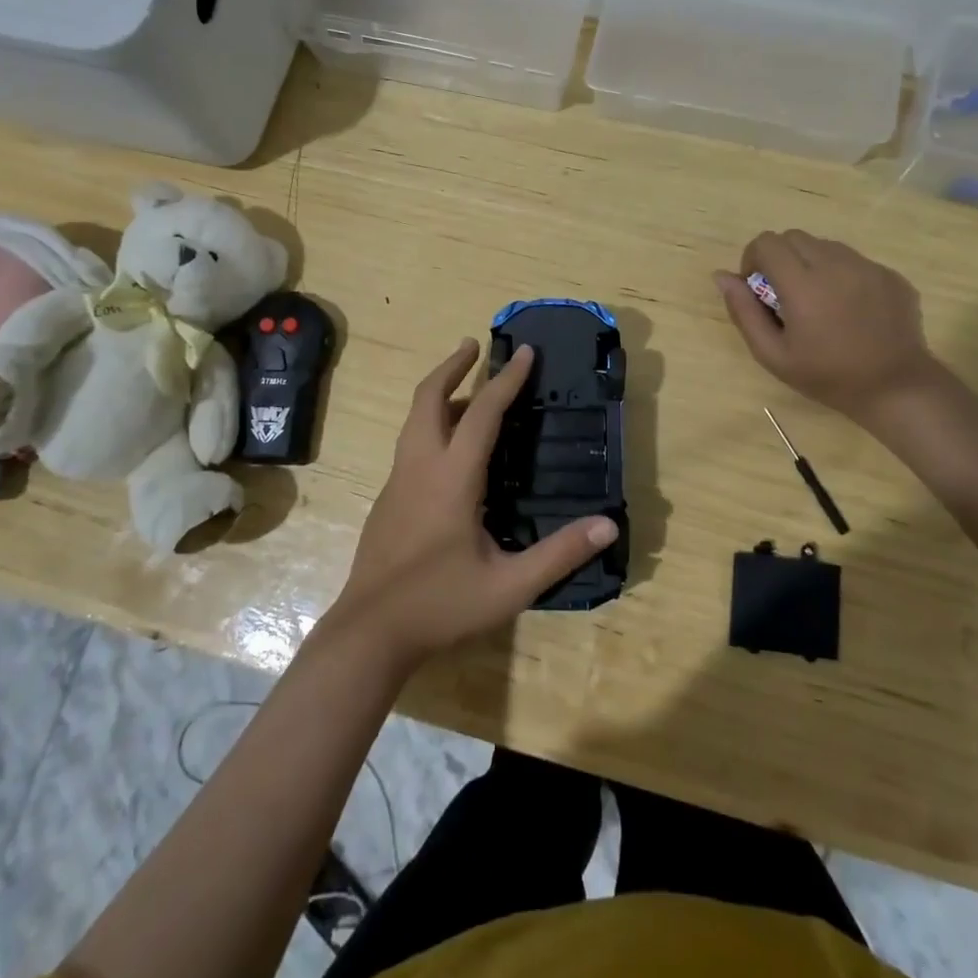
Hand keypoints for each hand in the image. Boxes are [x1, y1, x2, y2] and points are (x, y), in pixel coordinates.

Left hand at [327, 339, 618, 669]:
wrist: (370, 632)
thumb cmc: (441, 605)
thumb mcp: (509, 585)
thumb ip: (560, 554)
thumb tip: (608, 524)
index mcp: (452, 477)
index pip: (482, 413)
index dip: (506, 380)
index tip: (524, 352)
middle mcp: (420, 467)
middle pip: (429, 398)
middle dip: (452, 366)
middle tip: (474, 345)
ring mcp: (397, 481)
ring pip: (414, 419)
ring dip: (439, 392)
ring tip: (465, 386)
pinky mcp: (388, 499)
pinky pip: (411, 443)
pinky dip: (430, 423)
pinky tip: (448, 446)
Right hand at [715, 230, 935, 421]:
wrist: (895, 388)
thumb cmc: (827, 376)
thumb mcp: (772, 355)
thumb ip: (743, 312)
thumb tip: (722, 276)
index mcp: (802, 284)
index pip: (767, 243)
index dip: (754, 259)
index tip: (759, 288)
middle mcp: (835, 265)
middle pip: (794, 237)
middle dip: (781, 258)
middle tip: (786, 295)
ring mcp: (867, 267)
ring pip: (825, 246)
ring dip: (811, 264)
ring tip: (819, 302)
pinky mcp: (890, 275)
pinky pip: (855, 261)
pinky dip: (842, 275)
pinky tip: (849, 310)